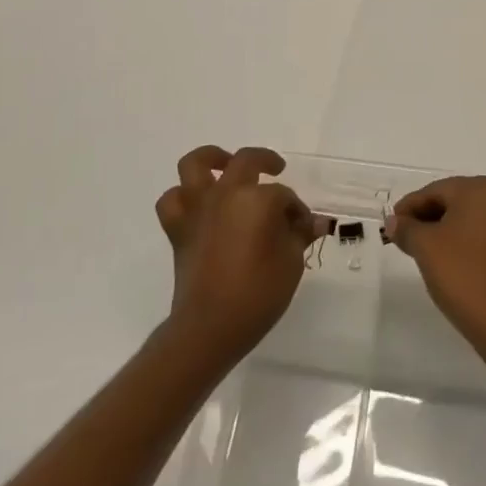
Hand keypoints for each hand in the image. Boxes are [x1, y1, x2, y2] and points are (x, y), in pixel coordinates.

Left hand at [156, 145, 316, 368]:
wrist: (210, 327)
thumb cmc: (259, 294)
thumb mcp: (291, 263)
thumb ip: (300, 235)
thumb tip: (314, 222)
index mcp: (258, 199)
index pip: (283, 196)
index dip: (296, 210)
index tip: (302, 227)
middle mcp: (226, 193)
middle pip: (246, 161)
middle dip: (266, 161)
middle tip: (276, 170)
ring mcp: (198, 207)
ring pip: (196, 164)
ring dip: (212, 159)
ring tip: (225, 165)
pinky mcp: (178, 228)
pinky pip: (172, 200)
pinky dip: (182, 196)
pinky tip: (197, 202)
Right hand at [386, 175, 485, 359]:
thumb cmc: (463, 275)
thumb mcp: (426, 248)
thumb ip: (406, 229)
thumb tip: (395, 221)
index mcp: (482, 189)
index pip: (436, 191)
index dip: (409, 207)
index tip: (390, 225)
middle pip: (455, 202)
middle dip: (428, 218)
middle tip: (404, 239)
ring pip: (471, 221)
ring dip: (447, 232)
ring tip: (425, 253)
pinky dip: (467, 245)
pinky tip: (453, 265)